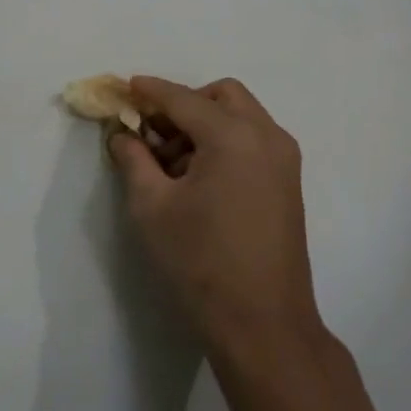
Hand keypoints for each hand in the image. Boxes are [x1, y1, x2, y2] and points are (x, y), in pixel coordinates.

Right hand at [107, 76, 328, 371]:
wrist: (263, 324)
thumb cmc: (201, 262)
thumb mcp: (152, 207)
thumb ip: (133, 160)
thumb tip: (122, 135)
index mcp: (233, 136)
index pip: (183, 99)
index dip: (150, 91)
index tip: (124, 86)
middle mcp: (267, 136)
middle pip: (221, 96)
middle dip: (184, 104)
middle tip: (152, 133)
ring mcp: (284, 159)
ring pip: (241, 117)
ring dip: (205, 123)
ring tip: (172, 164)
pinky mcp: (289, 183)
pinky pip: (254, 140)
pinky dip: (225, 141)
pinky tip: (199, 178)